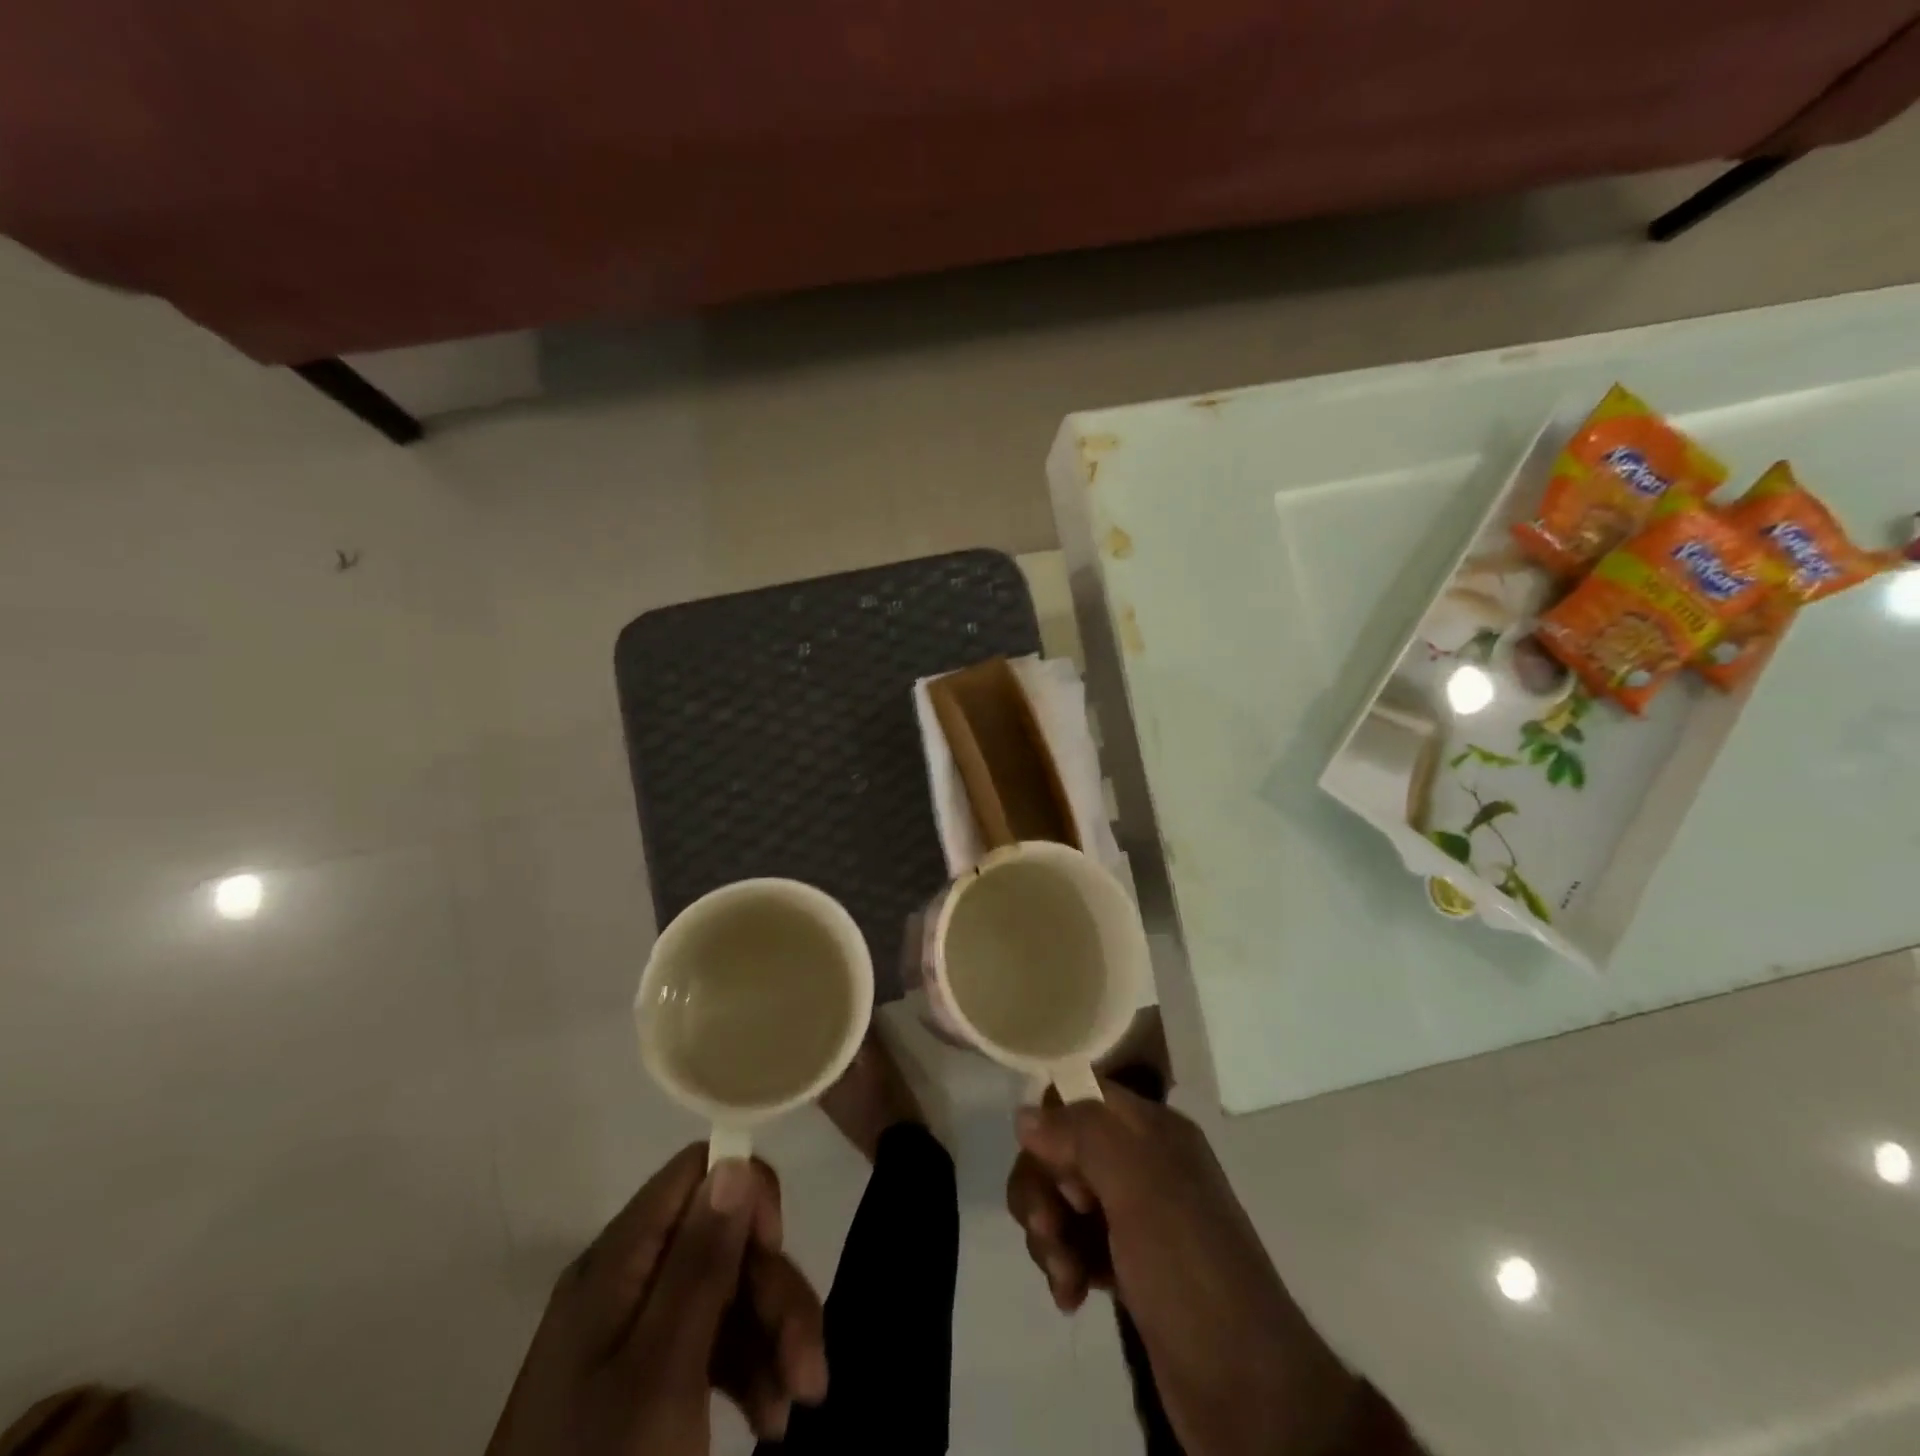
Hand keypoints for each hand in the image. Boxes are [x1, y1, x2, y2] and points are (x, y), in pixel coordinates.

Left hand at [488, 1145, 827, 1455]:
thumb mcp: (661, 1375)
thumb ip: (699, 1262)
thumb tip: (734, 1158)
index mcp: (618, 1262)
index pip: (696, 1172)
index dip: (747, 1194)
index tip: (776, 1252)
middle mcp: (627, 1280)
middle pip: (723, 1238)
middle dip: (775, 1290)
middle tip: (809, 1369)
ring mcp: (635, 1331)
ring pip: (729, 1290)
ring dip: (774, 1337)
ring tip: (798, 1406)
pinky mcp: (647, 1378)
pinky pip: (714, 1341)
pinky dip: (751, 1369)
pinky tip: (770, 1420)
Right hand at [1007, 1083, 1372, 1455]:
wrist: (1249, 1391)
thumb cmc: (1190, 1270)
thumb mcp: (1138, 1186)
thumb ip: (1081, 1136)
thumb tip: (1025, 1114)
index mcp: (1153, 1130)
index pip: (1081, 1095)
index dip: (1054, 1124)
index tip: (1053, 1168)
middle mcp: (1143, 1163)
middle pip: (1062, 1149)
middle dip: (1042, 1189)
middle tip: (1049, 1230)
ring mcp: (1135, 1216)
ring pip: (1062, 1199)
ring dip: (1049, 1234)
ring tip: (1065, 1277)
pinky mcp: (1127, 1266)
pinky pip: (1074, 1243)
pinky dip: (1063, 1264)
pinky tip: (1071, 1296)